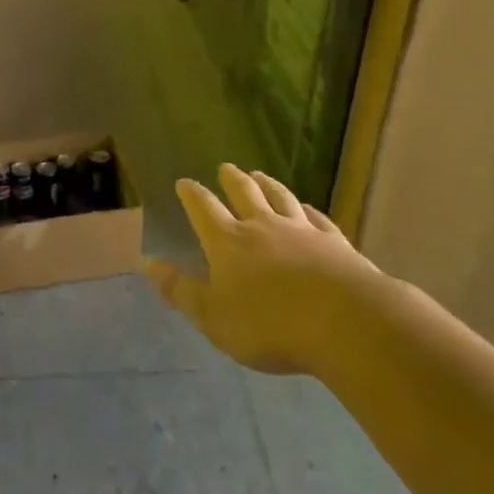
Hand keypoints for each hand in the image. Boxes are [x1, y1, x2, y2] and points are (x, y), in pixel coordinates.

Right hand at [142, 163, 381, 374]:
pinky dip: (307, 209)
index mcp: (228, 242)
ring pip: (280, 197)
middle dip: (231, 179)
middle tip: (225, 168)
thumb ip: (181, 291)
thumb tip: (148, 264)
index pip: (204, 209)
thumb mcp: (213, 317)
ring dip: (267, 184)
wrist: (346, 323)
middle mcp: (262, 227)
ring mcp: (301, 231)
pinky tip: (307, 208)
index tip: (184, 182)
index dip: (192, 195)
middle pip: (244, 193)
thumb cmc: (269, 325)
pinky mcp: (334, 242)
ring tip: (260, 175)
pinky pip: (317, 217)